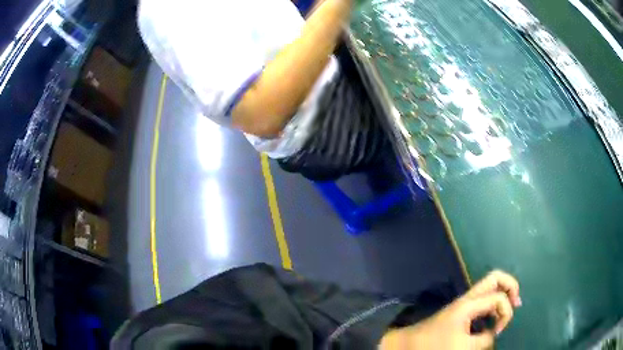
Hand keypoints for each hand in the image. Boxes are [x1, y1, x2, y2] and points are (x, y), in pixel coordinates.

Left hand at [379, 270, 520, 349]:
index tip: (497, 331)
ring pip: (491, 286)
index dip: (505, 314)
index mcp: (470, 303)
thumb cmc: (435, 344)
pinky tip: (495, 317)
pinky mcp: (462, 309)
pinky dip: (494, 303)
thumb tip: (493, 333)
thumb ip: (484, 339)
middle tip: (516, 303)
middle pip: (496, 277)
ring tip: (509, 309)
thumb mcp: (463, 347)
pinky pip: (484, 298)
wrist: (410, 343)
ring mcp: (465, 301)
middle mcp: (469, 297)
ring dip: (503, 294)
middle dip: (511, 287)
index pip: (499, 297)